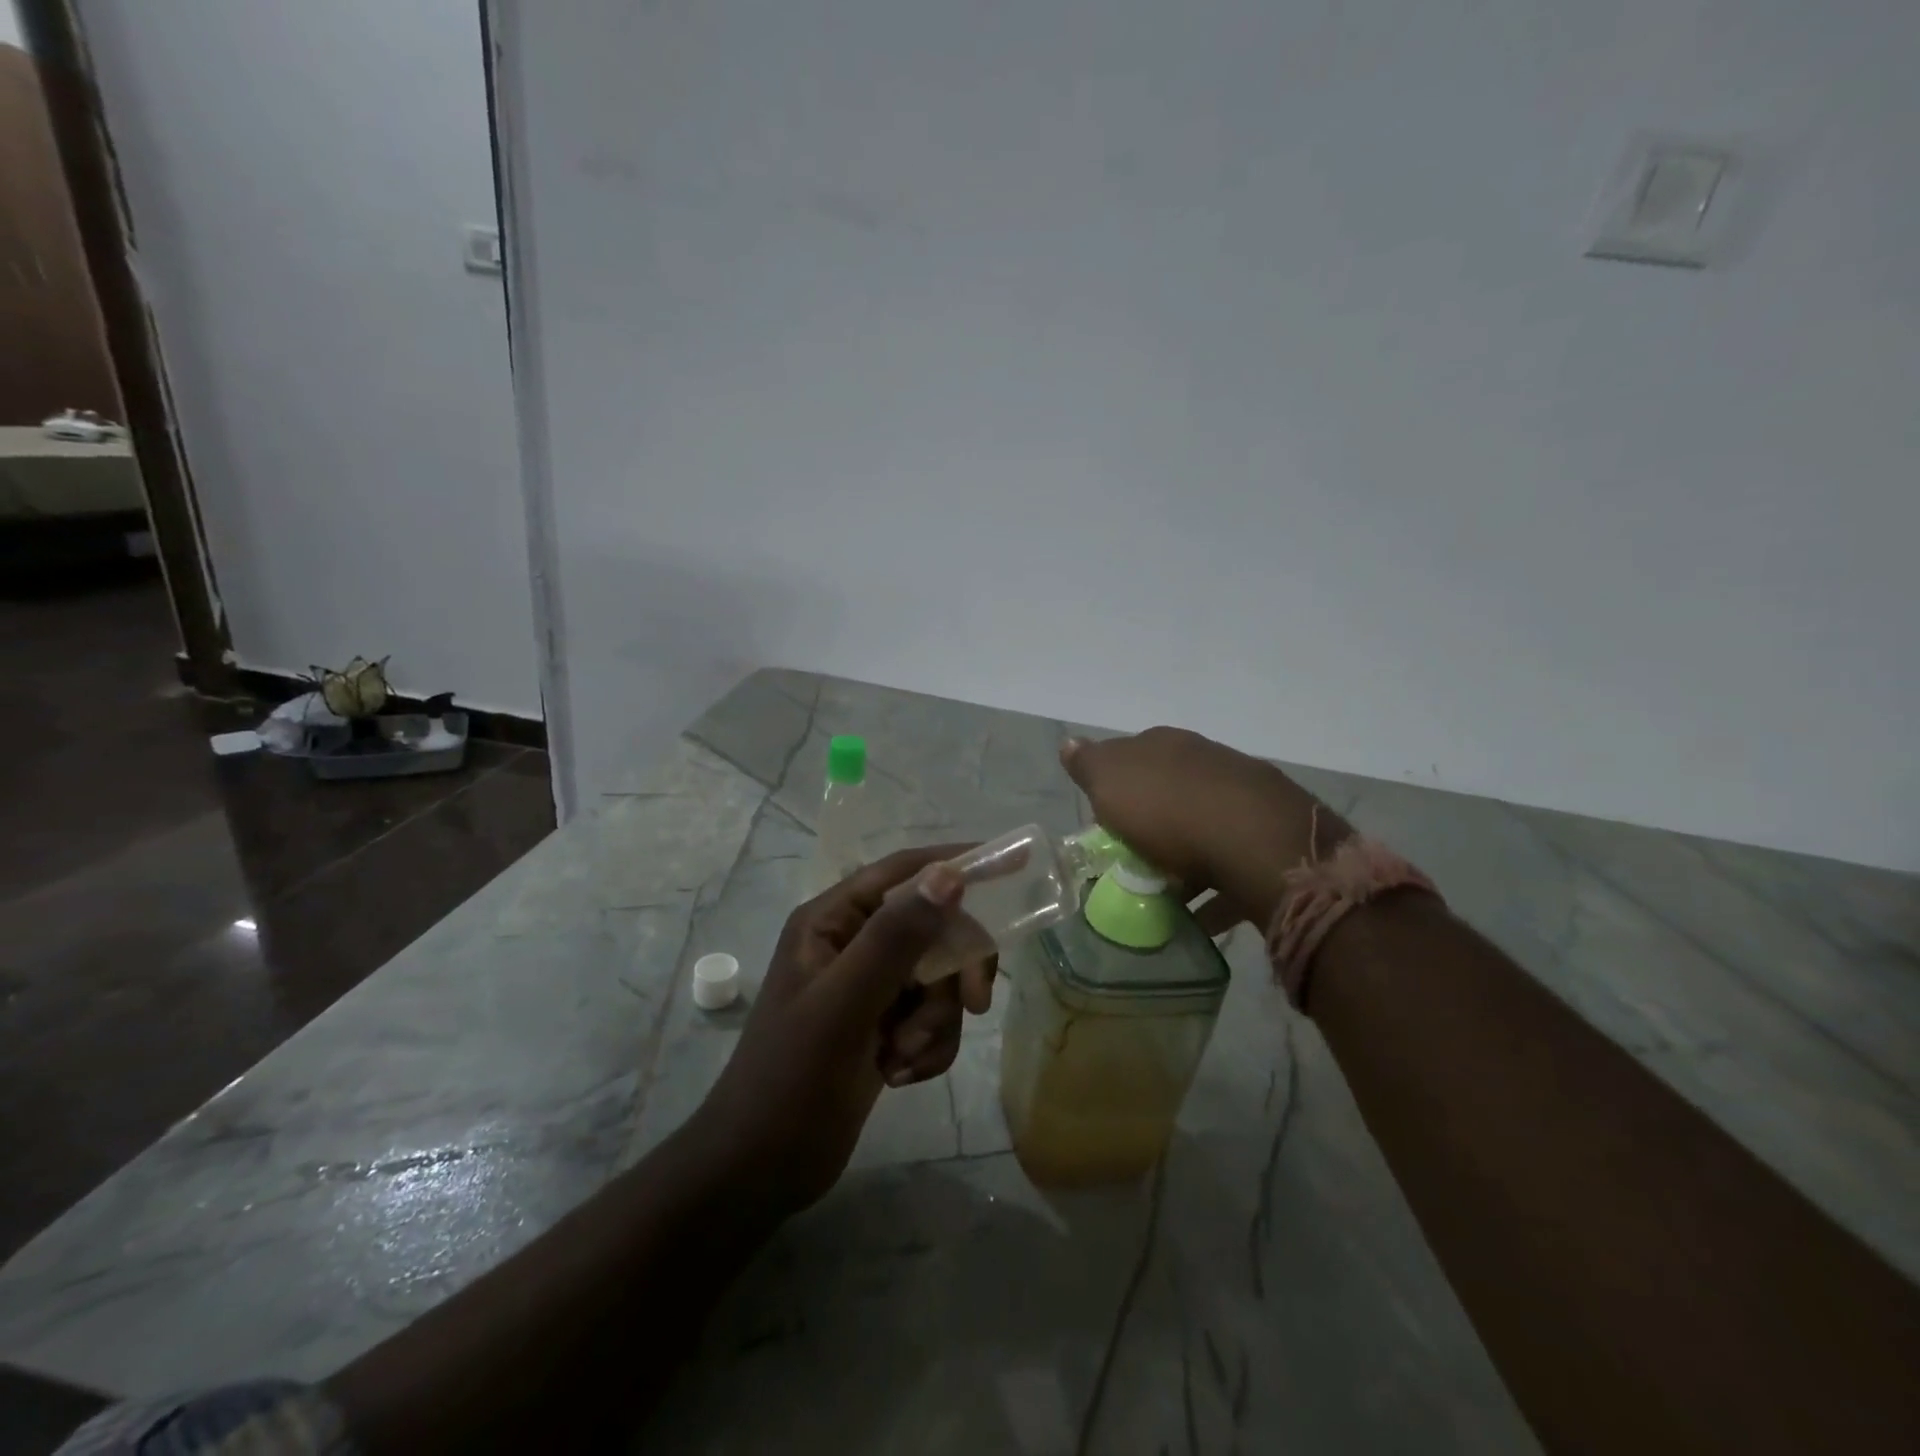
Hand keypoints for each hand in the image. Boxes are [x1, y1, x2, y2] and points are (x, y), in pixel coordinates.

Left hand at [690, 847, 983, 1215]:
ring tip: (901, 1057)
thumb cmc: (791, 1080)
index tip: (1014, 867)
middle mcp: (854, 942)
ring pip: (940, 977)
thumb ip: (895, 938)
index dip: (957, 864)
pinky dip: (929, 1046)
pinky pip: (933, 1016)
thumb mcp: (844, 1005)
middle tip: (974, 1004)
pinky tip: (898, 1075)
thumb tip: (949, 875)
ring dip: (935, 1021)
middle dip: (952, 972)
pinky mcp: (885, 1024)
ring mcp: (871, 985)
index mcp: (832, 919)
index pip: (904, 871)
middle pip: (933, 928)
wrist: (759, 1171)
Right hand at [1061, 728, 1343, 930]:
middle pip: (1169, 793)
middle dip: (1153, 824)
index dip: (1116, 790)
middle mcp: (1206, 761)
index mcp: (1165, 745)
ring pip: (1202, 827)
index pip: (1132, 758)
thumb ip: (1088, 764)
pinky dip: (1213, 890)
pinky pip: (1230, 865)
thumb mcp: (1109, 781)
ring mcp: (1243, 796)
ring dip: (1184, 859)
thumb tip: (1069, 743)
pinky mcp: (1269, 837)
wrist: (1255, 840)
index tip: (1106, 825)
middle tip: (1133, 861)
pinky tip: (1200, 918)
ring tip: (1165, 898)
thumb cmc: (1167, 809)